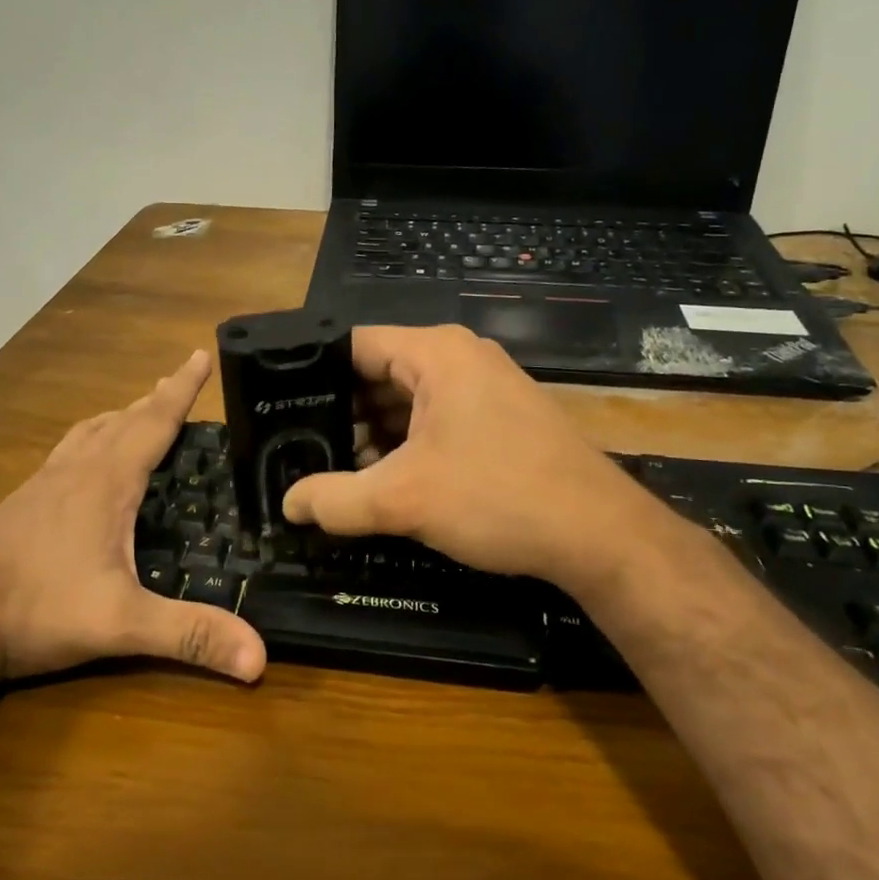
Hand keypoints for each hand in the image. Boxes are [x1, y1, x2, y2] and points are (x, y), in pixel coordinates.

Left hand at [0, 351, 266, 687]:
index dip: (181, 389)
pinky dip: (90, 441)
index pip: (153, 422)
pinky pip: (67, 453)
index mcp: (105, 481)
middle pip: (122, 420)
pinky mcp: (22, 504)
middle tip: (179, 382)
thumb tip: (261, 657)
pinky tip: (86, 466)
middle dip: (155, 399)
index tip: (199, 354)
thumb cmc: (36, 609)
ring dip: (120, 417)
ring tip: (138, 413)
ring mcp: (43, 485)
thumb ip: (190, 635)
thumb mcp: (121, 623)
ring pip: (89, 433)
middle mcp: (74, 471)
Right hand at [281, 326, 666, 595]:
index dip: (312, 375)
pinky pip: (437, 420)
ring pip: (407, 402)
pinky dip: (408, 446)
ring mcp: (485, 388)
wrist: (599, 534)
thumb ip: (335, 499)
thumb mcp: (403, 499)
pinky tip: (386, 482)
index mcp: (436, 353)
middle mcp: (461, 359)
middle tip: (299, 449)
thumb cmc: (498, 497)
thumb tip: (288, 504)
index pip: (353, 345)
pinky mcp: (500, 419)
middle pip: (379, 374)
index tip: (279, 409)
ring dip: (374, 436)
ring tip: (335, 472)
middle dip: (342, 413)